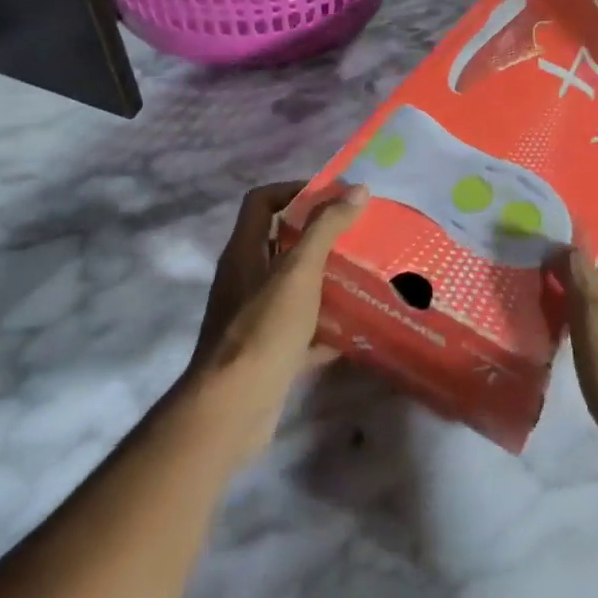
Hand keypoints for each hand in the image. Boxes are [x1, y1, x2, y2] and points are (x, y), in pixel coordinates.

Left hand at [187, 181, 368, 462]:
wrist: (232, 408)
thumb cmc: (263, 329)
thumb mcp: (299, 272)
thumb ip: (326, 228)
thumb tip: (357, 188)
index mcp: (244, 252)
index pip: (262, 201)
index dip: (294, 190)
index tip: (333, 195)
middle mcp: (245, 279)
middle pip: (281, 243)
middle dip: (320, 236)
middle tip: (358, 234)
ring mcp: (254, 318)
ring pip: (293, 287)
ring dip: (326, 280)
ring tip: (365, 275)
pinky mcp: (267, 352)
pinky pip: (301, 328)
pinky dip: (325, 325)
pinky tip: (356, 328)